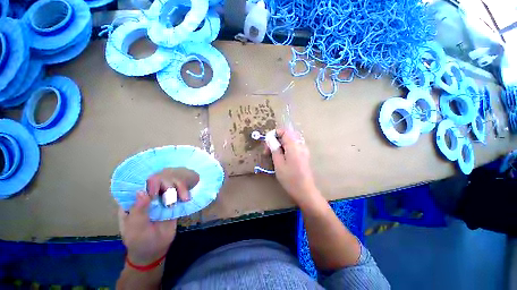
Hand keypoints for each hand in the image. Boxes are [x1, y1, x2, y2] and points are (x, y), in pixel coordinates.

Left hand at [118, 169, 190, 264]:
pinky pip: (180, 192)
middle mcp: (149, 195)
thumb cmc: (139, 240)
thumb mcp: (135, 228)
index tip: (157, 190)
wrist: (156, 251)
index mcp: (134, 200)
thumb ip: (138, 210)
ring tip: (184, 198)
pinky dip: (185, 192)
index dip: (150, 182)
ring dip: (180, 188)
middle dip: (169, 185)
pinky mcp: (173, 202)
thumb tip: (142, 191)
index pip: (141, 183)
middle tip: (172, 197)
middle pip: (160, 180)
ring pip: (172, 183)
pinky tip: (187, 198)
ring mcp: (162, 198)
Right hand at [269, 128, 318, 204]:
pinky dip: (285, 149)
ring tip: (273, 156)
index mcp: (294, 146)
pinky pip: (293, 147)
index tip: (267, 143)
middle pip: (287, 136)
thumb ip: (274, 149)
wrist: (305, 191)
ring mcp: (304, 150)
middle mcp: (300, 145)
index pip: (285, 131)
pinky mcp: (304, 155)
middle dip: (276, 140)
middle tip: (268, 151)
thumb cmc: (290, 178)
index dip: (275, 134)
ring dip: (280, 145)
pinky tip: (281, 158)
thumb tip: (270, 139)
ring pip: (290, 142)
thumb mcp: (278, 164)